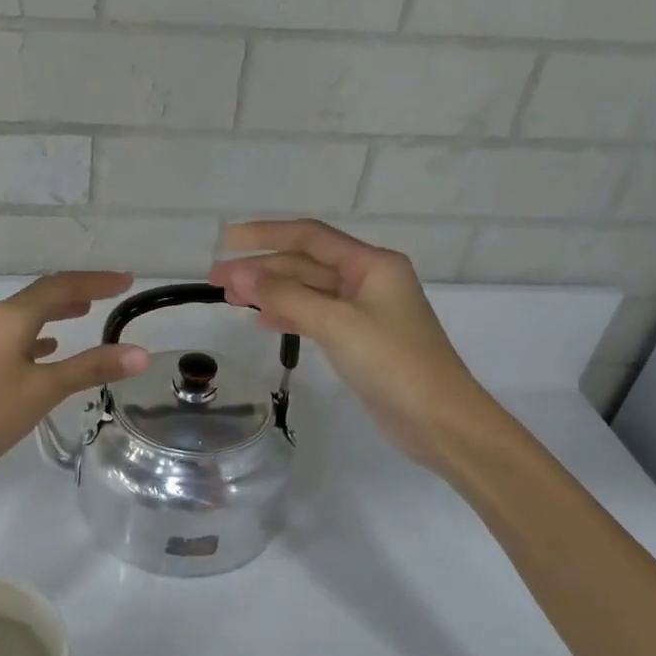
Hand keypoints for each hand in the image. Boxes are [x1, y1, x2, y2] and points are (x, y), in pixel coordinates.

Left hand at [0, 271, 149, 495]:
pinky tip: (49, 349)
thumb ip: (91, 368)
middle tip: (110, 293)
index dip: (95, 281)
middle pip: (40, 296)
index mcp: (10, 318)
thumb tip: (141, 353)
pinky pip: (14, 338)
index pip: (59, 286)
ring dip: (56, 311)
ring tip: (85, 313)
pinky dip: (38, 336)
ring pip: (26, 316)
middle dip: (77, 291)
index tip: (127, 281)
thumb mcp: (44, 390)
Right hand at [210, 220, 497, 471]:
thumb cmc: (392, 363)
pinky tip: (263, 321)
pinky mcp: (359, 340)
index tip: (227, 241)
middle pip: (305, 264)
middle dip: (261, 269)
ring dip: (270, 292)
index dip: (265, 235)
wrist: (438, 420)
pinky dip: (288, 315)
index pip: (309, 237)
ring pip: (308, 292)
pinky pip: (315, 316)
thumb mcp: (336, 324)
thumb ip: (287, 296)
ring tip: (230, 300)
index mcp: (371, 264)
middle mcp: (368, 280)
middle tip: (217, 281)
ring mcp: (364, 311)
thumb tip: (241, 274)